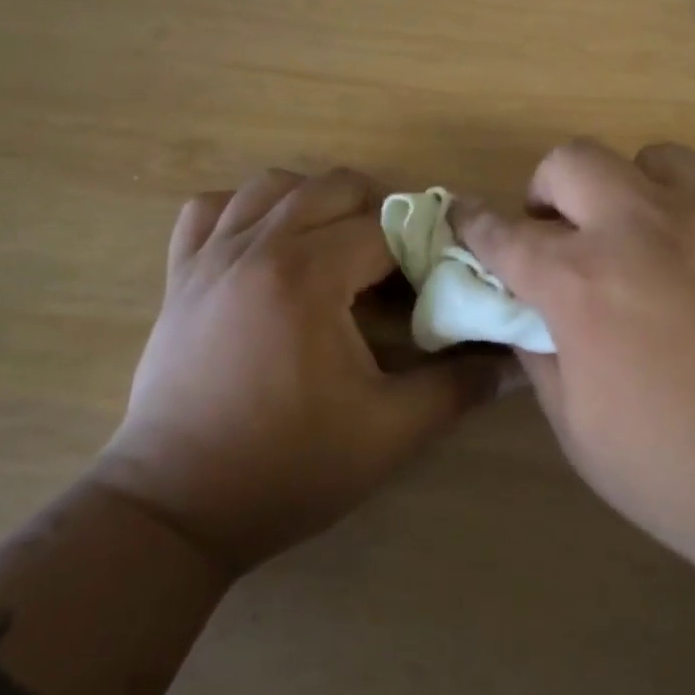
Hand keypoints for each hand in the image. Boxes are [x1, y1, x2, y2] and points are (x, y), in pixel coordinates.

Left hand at [95, 168, 510, 575]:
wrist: (177, 508)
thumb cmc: (288, 469)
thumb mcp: (389, 432)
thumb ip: (459, 386)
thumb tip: (517, 360)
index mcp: (307, 275)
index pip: (386, 226)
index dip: (424, 246)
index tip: (441, 278)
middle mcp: (256, 247)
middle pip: (333, 188)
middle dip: (378, 215)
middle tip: (397, 268)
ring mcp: (209, 257)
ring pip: (271, 186)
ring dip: (316, 203)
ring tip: (337, 250)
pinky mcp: (180, 277)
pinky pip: (210, 210)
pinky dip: (245, 210)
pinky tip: (265, 244)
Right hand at [458, 141, 694, 617]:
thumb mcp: (587, 439)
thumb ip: (546, 361)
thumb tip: (531, 320)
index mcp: (585, 284)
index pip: (504, 233)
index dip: (473, 222)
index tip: (462, 216)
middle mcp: (647, 227)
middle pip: (573, 160)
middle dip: (549, 189)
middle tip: (564, 233)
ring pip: (656, 160)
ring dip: (633, 194)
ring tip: (652, 246)